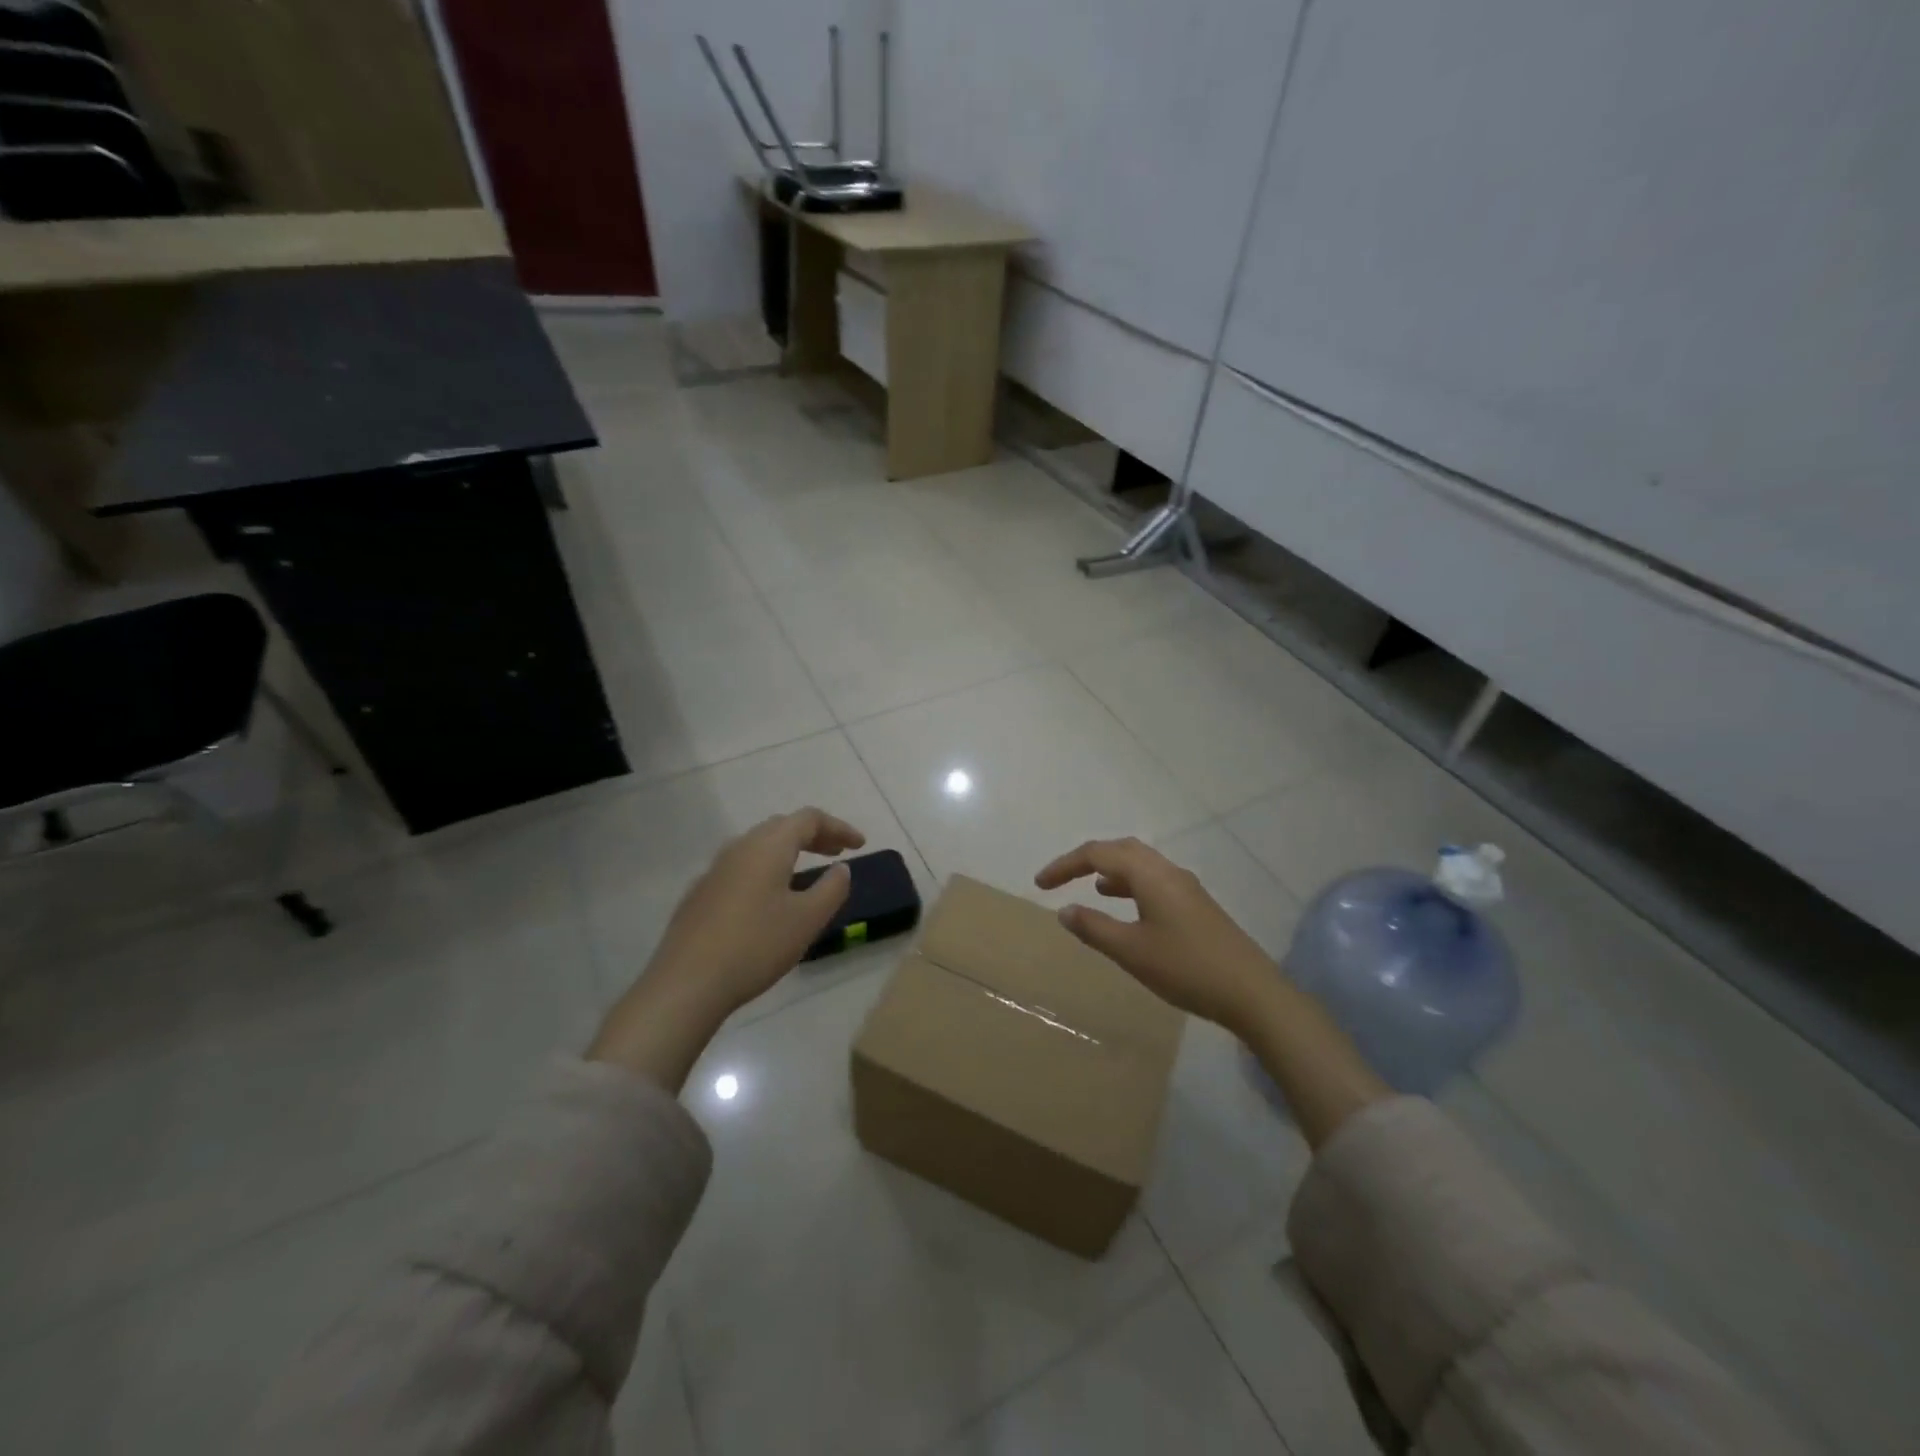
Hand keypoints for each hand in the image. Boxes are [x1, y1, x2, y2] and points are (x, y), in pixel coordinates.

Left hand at [588, 808, 865, 1089]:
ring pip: (759, 846)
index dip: (838, 828)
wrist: (686, 984)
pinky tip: (770, 898)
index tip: (860, 845)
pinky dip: (767, 869)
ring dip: (789, 851)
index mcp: (768, 846)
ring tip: (807, 871)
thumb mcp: (807, 920)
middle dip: (814, 835)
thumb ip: (832, 888)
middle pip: (782, 827)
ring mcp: (715, 870)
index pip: (809, 819)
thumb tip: (841, 869)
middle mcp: (739, 847)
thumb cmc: (755, 946)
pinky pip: (742, 867)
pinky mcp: (700, 894)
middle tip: (837, 853)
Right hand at [1035, 837, 1276, 1033]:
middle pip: (1121, 849)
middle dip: (1087, 860)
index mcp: (1149, 874)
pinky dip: (1130, 885)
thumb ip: (1094, 928)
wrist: (1251, 992)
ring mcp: (1186, 887)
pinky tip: (1127, 909)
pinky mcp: (1196, 905)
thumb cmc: (1185, 968)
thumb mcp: (1131, 950)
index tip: (1039, 885)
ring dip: (1111, 871)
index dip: (1065, 865)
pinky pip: (1154, 880)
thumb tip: (1064, 910)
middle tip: (1062, 880)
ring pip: (1140, 864)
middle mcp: (1168, 870)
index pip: (1097, 854)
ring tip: (1091, 889)